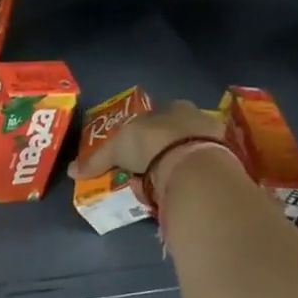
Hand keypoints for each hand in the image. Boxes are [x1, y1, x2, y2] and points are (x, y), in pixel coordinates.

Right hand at [68, 98, 227, 183]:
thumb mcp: (116, 149)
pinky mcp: (226, 164)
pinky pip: (203, 171)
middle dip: (163, 148)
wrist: (192, 164)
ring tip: (161, 185)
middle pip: (177, 132)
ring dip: (178, 165)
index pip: (160, 114)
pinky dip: (191, 180)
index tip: (135, 148)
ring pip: (192, 151)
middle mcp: (197, 118)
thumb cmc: (153, 143)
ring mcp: (216, 141)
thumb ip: (97, 160)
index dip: (147, 129)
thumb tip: (71, 171)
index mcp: (174, 106)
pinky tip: (179, 190)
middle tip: (146, 169)